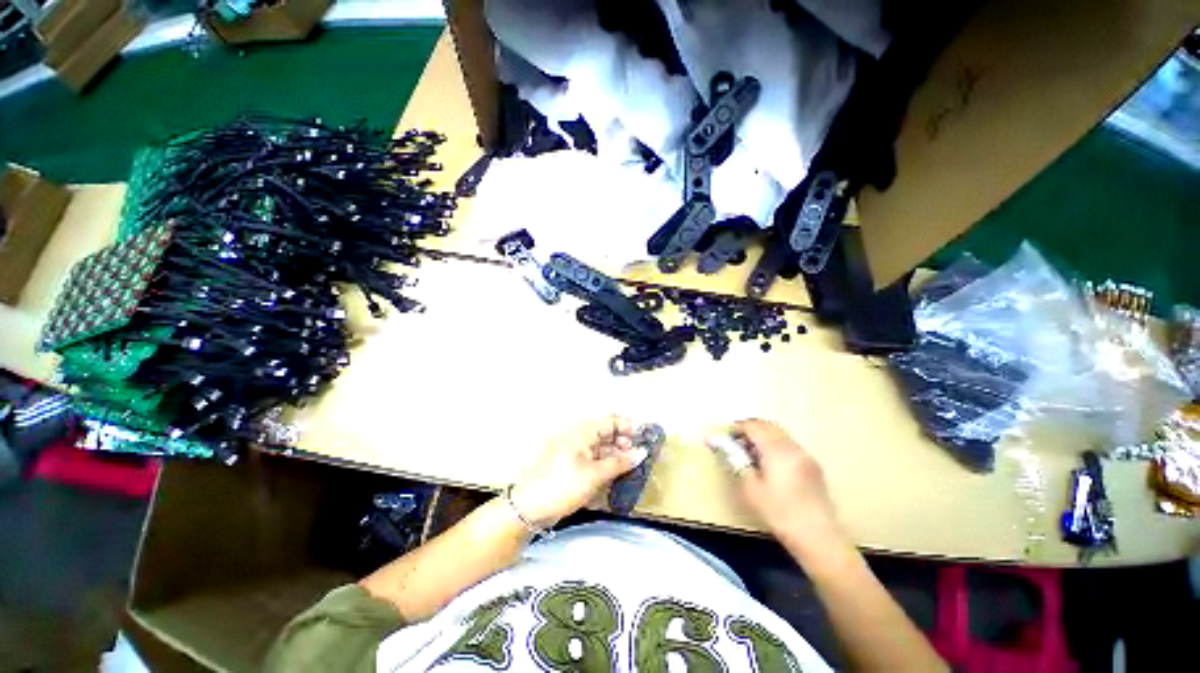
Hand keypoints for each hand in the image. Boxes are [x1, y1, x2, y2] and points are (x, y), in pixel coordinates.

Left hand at [510, 416, 646, 527]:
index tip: (643, 440)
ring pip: (601, 449)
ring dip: (616, 457)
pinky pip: (594, 461)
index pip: (610, 421)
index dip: (627, 427)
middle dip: (623, 444)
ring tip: (629, 470)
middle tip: (637, 459)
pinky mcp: (573, 467)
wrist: (529, 508)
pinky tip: (614, 478)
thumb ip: (619, 463)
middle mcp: (580, 438)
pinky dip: (605, 467)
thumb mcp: (594, 475)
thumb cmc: (563, 485)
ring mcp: (575, 453)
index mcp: (583, 432)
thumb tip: (641, 453)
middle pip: (607, 434)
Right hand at [734, 419, 844, 548]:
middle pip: (768, 426)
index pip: (753, 426)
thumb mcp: (751, 488)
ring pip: (780, 434)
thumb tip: (722, 446)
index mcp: (776, 450)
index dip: (737, 428)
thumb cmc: (779, 512)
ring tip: (751, 452)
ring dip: (764, 436)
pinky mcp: (812, 466)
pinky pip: (789, 445)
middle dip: (750, 429)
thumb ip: (736, 462)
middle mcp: (792, 446)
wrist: (818, 536)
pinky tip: (770, 463)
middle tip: (736, 442)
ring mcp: (805, 455)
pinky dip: (776, 445)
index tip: (726, 437)